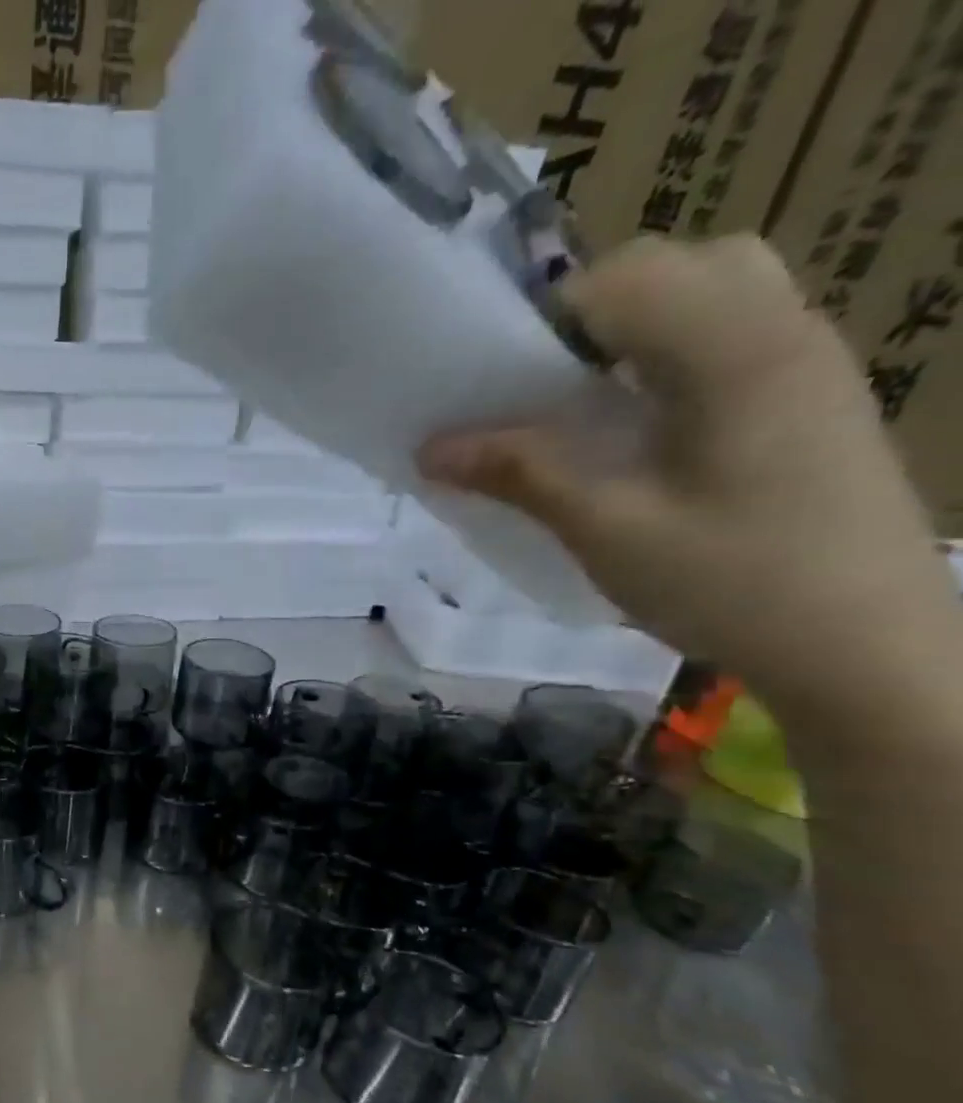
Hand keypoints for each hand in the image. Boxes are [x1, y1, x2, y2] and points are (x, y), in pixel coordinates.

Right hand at [419, 235, 958, 724]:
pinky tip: (639, 429)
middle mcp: (782, 331)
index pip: (626, 277)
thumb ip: (521, 474)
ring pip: (715, 292)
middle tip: (541, 388)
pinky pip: (734, 336)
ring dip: (635, 331)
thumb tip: (431, 448)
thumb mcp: (606, 529)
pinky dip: (670, 357)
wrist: (864, 644)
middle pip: (679, 265)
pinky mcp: (812, 398)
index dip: (546, 319)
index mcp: (734, 351)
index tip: (496, 384)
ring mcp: (808, 362)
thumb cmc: (730, 583)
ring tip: (585, 406)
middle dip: (592, 312)